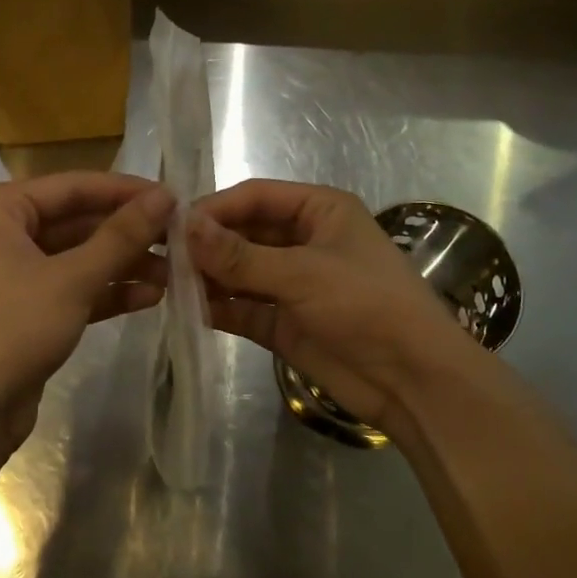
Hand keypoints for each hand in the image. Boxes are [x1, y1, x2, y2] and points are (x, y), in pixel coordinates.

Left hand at [0, 172, 172, 458]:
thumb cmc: (13, 329)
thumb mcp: (73, 279)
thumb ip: (121, 236)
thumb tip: (165, 196)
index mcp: (0, 209)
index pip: (74, 186)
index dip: (126, 191)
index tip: (175, 197)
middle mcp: (3, 233)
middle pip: (78, 222)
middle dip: (128, 233)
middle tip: (180, 239)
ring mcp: (14, 273)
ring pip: (79, 257)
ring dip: (124, 265)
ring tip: (174, 272)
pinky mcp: (26, 310)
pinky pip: (73, 288)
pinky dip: (107, 292)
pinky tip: (150, 297)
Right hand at [188, 180, 478, 440]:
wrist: (413, 381)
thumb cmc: (366, 305)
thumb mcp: (302, 273)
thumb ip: (239, 255)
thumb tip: (184, 227)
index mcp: (320, 211)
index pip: (256, 196)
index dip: (215, 208)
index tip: (173, 225)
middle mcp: (304, 241)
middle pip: (244, 233)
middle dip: (208, 245)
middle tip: (162, 258)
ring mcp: (293, 284)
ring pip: (240, 272)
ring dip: (209, 277)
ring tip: (167, 284)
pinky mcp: (285, 323)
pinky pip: (244, 308)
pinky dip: (219, 308)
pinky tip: (188, 311)